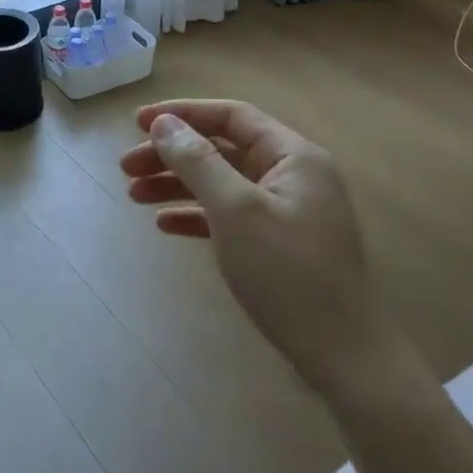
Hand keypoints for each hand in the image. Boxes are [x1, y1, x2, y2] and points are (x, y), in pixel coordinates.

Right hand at [120, 99, 407, 398]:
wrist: (345, 358)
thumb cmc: (289, 274)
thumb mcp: (236, 211)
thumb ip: (198, 162)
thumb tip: (163, 123)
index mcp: (293, 156)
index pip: (231, 116)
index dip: (183, 113)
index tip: (139, 123)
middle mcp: (291, 175)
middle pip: (221, 149)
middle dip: (172, 154)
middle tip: (126, 167)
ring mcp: (286, 211)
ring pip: (221, 182)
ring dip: (177, 184)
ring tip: (134, 196)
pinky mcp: (278, 243)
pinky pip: (229, 215)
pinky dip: (196, 215)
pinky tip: (165, 224)